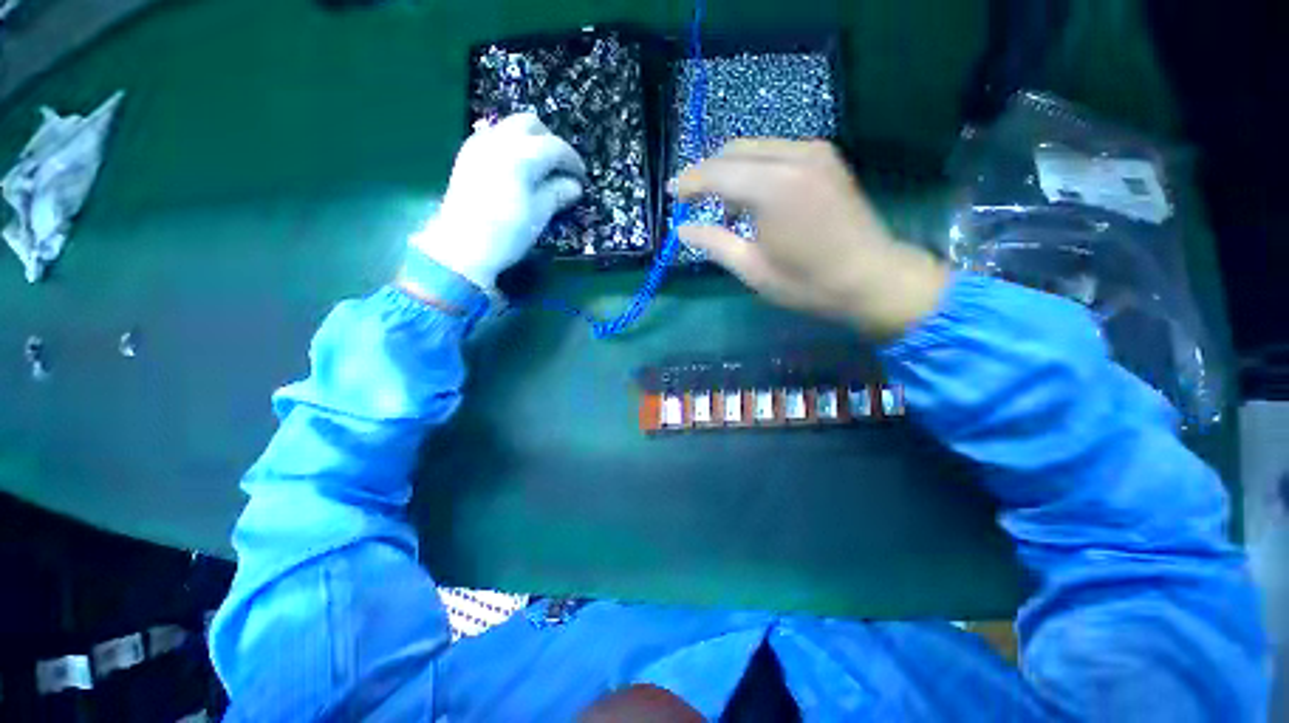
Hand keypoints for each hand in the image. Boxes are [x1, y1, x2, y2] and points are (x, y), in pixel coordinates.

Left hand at [409, 113, 585, 288]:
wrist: (462, 247)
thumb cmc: (507, 233)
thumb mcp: (539, 214)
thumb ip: (558, 193)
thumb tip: (574, 185)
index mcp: (521, 155)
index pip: (555, 147)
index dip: (572, 161)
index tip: (582, 178)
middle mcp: (498, 140)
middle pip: (530, 124)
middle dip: (550, 141)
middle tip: (560, 167)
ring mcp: (478, 145)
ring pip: (509, 127)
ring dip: (529, 141)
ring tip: (539, 169)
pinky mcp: (467, 156)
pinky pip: (494, 137)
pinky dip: (511, 146)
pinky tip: (516, 170)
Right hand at [676, 139, 948, 340]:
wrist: (871, 279)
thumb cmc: (807, 283)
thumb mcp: (752, 269)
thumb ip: (713, 243)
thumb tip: (682, 229)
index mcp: (773, 188)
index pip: (717, 172)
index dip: (690, 182)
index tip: (671, 193)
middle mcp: (794, 157)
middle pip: (734, 150)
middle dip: (707, 172)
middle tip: (691, 199)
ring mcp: (814, 152)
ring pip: (754, 147)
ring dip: (730, 170)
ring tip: (722, 207)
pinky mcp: (825, 158)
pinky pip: (776, 152)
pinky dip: (754, 168)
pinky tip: (752, 197)